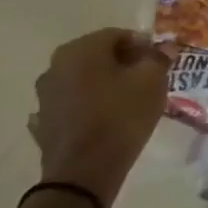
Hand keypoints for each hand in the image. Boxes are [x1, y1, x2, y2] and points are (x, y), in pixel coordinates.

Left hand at [30, 28, 168, 207]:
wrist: (84, 172)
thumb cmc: (121, 116)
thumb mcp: (153, 80)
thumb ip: (158, 58)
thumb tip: (163, 48)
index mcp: (81, 49)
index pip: (118, 35)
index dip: (142, 45)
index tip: (159, 62)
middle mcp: (55, 66)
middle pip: (97, 56)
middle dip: (123, 63)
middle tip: (146, 79)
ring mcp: (45, 96)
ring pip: (83, 80)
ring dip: (104, 84)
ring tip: (127, 101)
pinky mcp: (44, 122)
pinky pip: (72, 105)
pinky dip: (87, 106)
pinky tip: (103, 118)